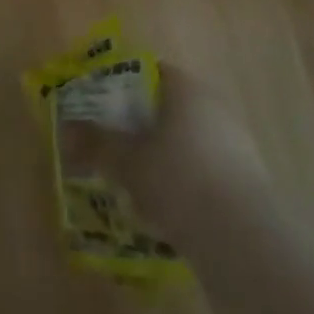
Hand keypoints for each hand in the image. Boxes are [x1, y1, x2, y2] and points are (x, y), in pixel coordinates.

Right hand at [58, 63, 265, 225]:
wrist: (245, 240)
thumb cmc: (179, 180)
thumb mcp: (127, 161)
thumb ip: (95, 143)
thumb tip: (65, 130)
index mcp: (185, 88)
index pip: (149, 72)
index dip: (120, 85)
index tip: (99, 107)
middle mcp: (214, 106)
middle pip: (167, 107)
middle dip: (139, 126)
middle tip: (112, 147)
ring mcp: (236, 143)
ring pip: (186, 141)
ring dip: (161, 157)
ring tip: (134, 184)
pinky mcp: (247, 181)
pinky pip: (203, 171)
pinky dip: (183, 182)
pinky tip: (165, 211)